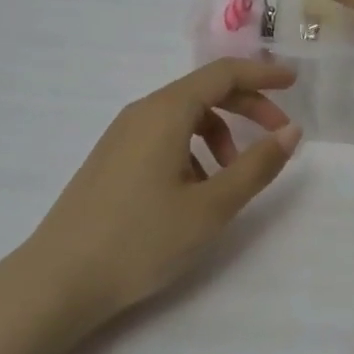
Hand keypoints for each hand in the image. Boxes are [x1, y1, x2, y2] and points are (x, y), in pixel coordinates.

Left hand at [27, 59, 301, 321]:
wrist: (58, 280)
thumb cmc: (141, 240)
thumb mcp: (210, 207)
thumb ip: (256, 166)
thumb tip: (291, 131)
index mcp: (166, 111)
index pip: (223, 73)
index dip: (262, 74)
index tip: (294, 84)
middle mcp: (142, 112)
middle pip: (204, 91)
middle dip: (246, 107)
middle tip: (279, 135)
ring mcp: (122, 134)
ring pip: (184, 117)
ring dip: (219, 134)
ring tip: (232, 178)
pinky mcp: (112, 158)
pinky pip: (163, 136)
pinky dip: (192, 150)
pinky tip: (196, 191)